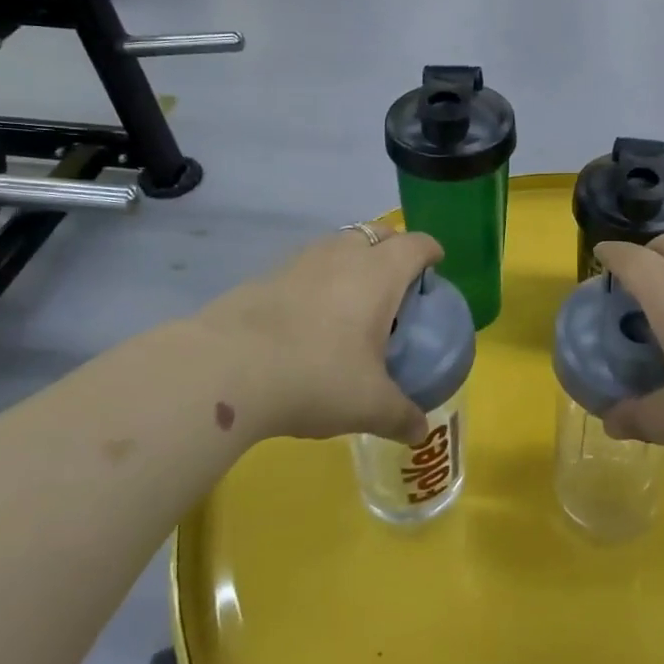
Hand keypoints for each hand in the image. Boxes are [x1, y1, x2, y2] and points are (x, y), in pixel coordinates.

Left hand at [195, 223, 443, 446]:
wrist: (227, 369)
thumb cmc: (317, 376)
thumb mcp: (368, 405)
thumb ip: (400, 415)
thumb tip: (420, 430)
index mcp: (380, 273)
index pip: (416, 244)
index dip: (431, 252)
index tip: (436, 266)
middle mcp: (343, 254)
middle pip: (377, 233)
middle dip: (391, 248)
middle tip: (395, 284)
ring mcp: (301, 261)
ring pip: (338, 245)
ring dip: (351, 260)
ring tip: (351, 300)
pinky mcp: (265, 275)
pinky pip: (304, 267)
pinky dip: (316, 280)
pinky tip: (307, 318)